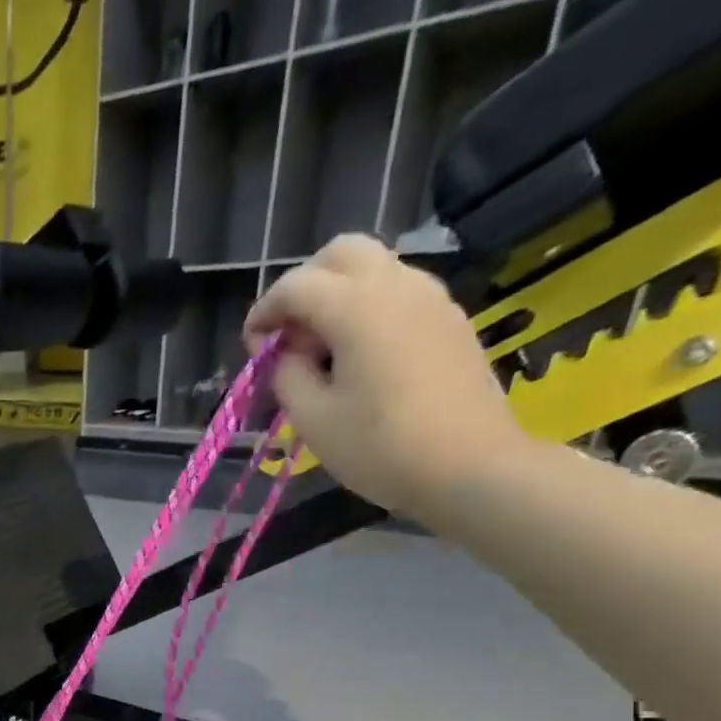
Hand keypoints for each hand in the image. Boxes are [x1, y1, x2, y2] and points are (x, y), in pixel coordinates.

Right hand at [244, 235, 533, 516]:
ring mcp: (431, 299)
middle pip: (341, 254)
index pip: (296, 285)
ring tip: (320, 351)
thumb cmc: (380, 448)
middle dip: (304, 285)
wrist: (470, 466)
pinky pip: (398, 293)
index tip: (251, 347)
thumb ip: (287, 375)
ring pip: (374, 268)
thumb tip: (285, 354)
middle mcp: (397, 286)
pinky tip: (357, 358)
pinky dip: (367, 309)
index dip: (264, 311)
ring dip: (337, 295)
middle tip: (287, 334)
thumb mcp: (313, 420)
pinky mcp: (449, 320)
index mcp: (358, 308)